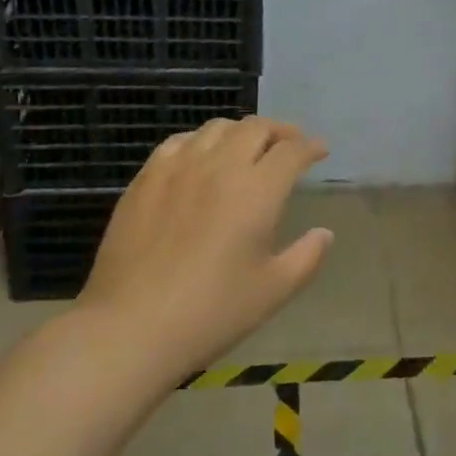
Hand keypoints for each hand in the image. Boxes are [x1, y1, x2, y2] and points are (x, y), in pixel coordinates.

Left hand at [78, 116, 332, 381]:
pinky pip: (179, 141)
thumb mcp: (273, 291)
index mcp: (257, 191)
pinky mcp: (146, 178)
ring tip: (248, 147)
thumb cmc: (211, 313)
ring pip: (218, 128)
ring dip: (242, 131)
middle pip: (256, 128)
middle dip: (280, 131)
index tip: (320, 151)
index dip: (311, 146)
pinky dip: (201, 141)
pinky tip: (201, 157)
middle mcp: (220, 166)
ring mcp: (179, 168)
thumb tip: (324, 233)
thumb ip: (306, 257)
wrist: (131, 327)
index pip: (292, 151)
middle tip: (289, 144)